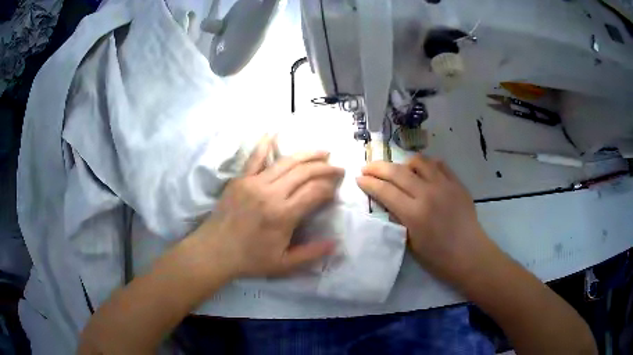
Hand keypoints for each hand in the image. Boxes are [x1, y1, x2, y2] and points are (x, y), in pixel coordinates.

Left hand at [193, 137, 343, 278]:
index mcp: (283, 215)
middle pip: (304, 172)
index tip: (336, 189)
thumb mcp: (283, 264)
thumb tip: (335, 243)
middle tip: (338, 168)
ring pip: (286, 162)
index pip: (314, 192)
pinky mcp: (240, 179)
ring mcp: (254, 183)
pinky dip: (264, 143)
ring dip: (307, 155)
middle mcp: (271, 194)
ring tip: (323, 152)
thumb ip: (310, 254)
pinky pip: (254, 158)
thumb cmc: (250, 260)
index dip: (329, 188)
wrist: (214, 251)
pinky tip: (274, 131)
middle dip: (325, 168)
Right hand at [356, 155, 494, 284]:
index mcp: (414, 214)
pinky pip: (439, 164)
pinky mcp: (457, 183)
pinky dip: (426, 165)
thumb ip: (398, 219)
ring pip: (419, 161)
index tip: (359, 179)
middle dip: (377, 167)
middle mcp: (428, 194)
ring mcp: (444, 185)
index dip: (369, 183)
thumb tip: (388, 202)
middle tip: (367, 168)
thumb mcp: (410, 243)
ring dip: (403, 163)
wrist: (469, 253)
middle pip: (397, 172)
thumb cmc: (438, 257)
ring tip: (397, 170)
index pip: (385, 190)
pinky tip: (422, 172)